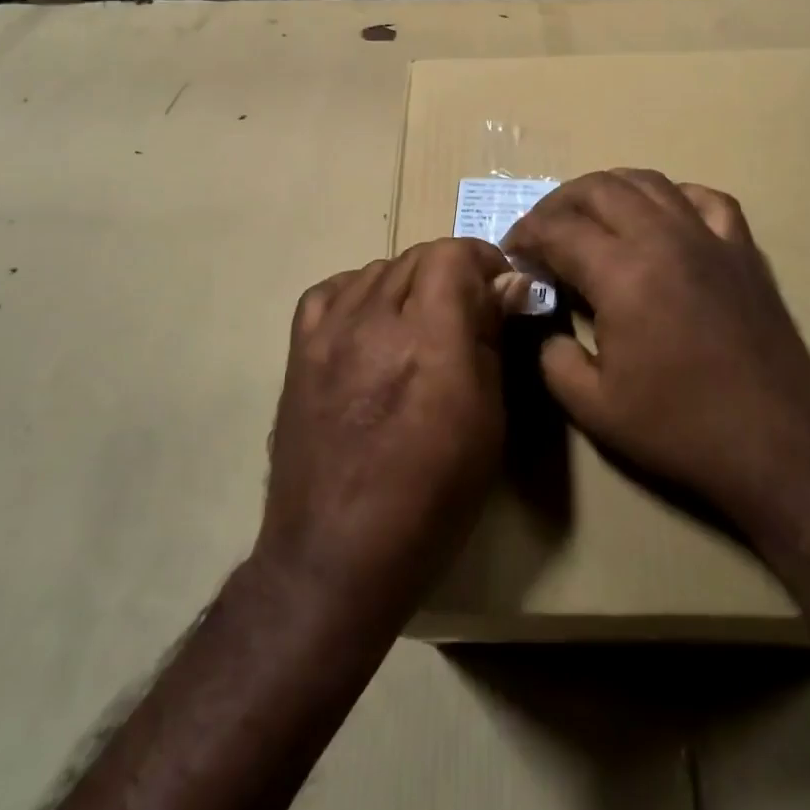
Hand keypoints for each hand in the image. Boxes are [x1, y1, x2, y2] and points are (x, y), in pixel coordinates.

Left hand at [256, 238, 520, 621]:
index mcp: (428, 339)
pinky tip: (371, 322)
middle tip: (468, 311)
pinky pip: (331, 291)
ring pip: (377, 269)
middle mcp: (374, 320)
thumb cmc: (430, 499)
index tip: (500, 289)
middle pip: (416, 256)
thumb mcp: (487, 423)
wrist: (334, 555)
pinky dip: (359, 294)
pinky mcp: (299, 350)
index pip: (452, 254)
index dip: (482, 260)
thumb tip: (510, 285)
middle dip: (452, 272)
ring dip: (409, 283)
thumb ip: (493, 341)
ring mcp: (329, 332)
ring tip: (420, 322)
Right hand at [503, 169, 809, 534]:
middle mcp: (663, 237)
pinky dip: (673, 197)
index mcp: (622, 272)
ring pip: (649, 181)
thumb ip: (550, 355)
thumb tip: (544, 323)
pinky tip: (662, 218)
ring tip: (590, 217)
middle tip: (542, 232)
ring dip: (608, 190)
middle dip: (558, 203)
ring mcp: (709, 237)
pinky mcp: (743, 249)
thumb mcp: (593, 407)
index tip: (513, 253)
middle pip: (599, 188)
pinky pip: (705, 199)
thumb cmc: (681, 428)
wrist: (778, 445)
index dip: (526, 234)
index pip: (558, 228)